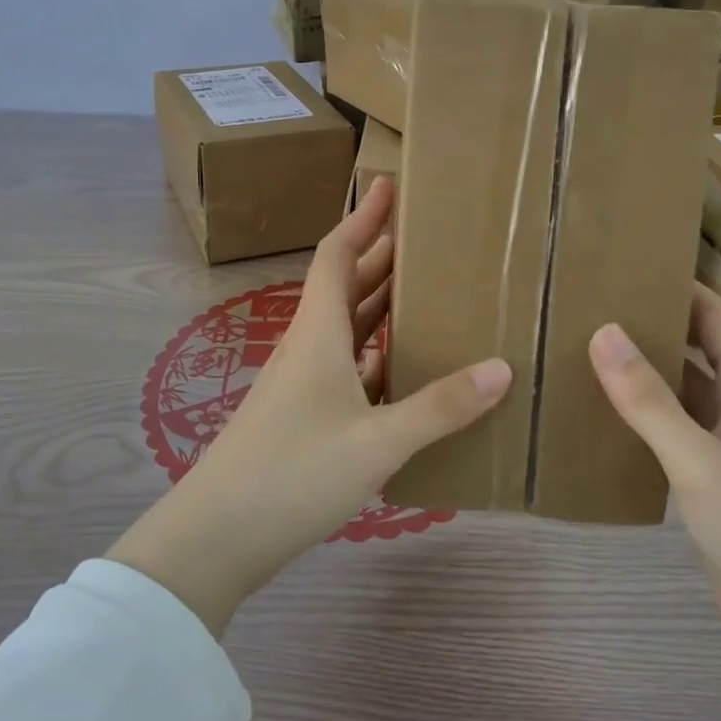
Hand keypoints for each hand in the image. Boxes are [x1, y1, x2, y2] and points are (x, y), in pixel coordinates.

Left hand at [109, 178, 511, 636]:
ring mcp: (301, 382)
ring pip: (346, 327)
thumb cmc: (294, 473)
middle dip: (382, 257)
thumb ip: (440, 407)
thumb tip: (501, 369)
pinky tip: (405, 367)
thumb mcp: (378, 441)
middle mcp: (308, 346)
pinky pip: (346, 366)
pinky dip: (376, 354)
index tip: (390, 185)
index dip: (364, 217)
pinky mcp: (302, 414)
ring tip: (427, 294)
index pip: (339, 254)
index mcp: (318, 333)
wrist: (218, 535)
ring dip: (380, 305)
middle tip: (430, 241)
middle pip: (345, 285)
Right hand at [589, 285, 720, 720]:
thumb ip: (650, 400)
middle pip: (701, 351)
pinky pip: (677, 434)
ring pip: (686, 394)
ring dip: (648, 373)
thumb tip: (603, 330)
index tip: (630, 265)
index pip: (720, 318)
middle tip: (594, 305)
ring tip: (587, 351)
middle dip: (657, 325)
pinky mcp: (718, 486)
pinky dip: (645, 418)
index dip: (683, 287)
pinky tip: (604, 418)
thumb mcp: (701, 461)